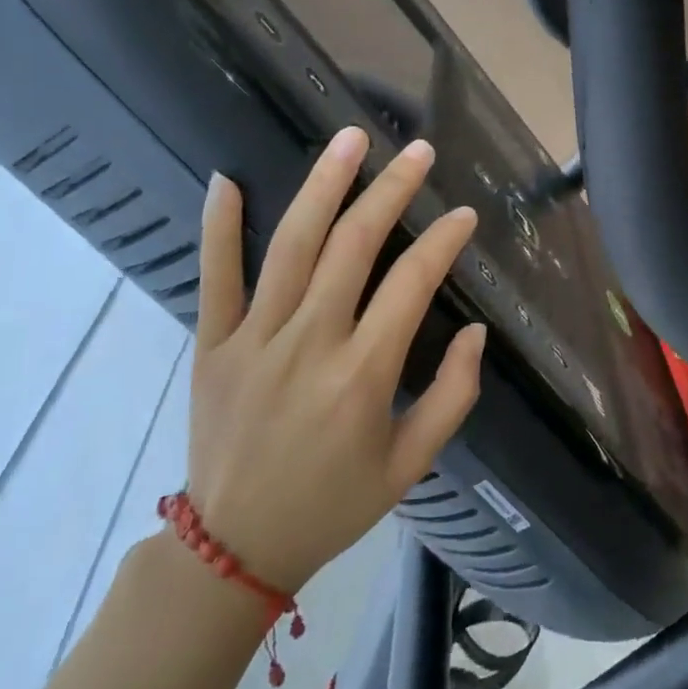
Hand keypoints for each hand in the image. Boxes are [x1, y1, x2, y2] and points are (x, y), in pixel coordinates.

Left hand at [185, 129, 484, 594]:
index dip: (443, 242)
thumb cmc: (334, 503)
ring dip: (324, 185)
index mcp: (363, 375)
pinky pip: (214, 277)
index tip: (463, 215)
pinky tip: (228, 178)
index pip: (412, 284)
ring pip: (291, 245)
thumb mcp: (411, 464)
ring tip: (350, 139)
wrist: (233, 549)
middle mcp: (310, 343)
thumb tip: (476, 331)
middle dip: (391, 190)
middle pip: (353, 245)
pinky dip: (219, 226)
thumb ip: (454, 395)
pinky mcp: (211, 345)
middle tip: (419, 152)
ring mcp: (253, 340)